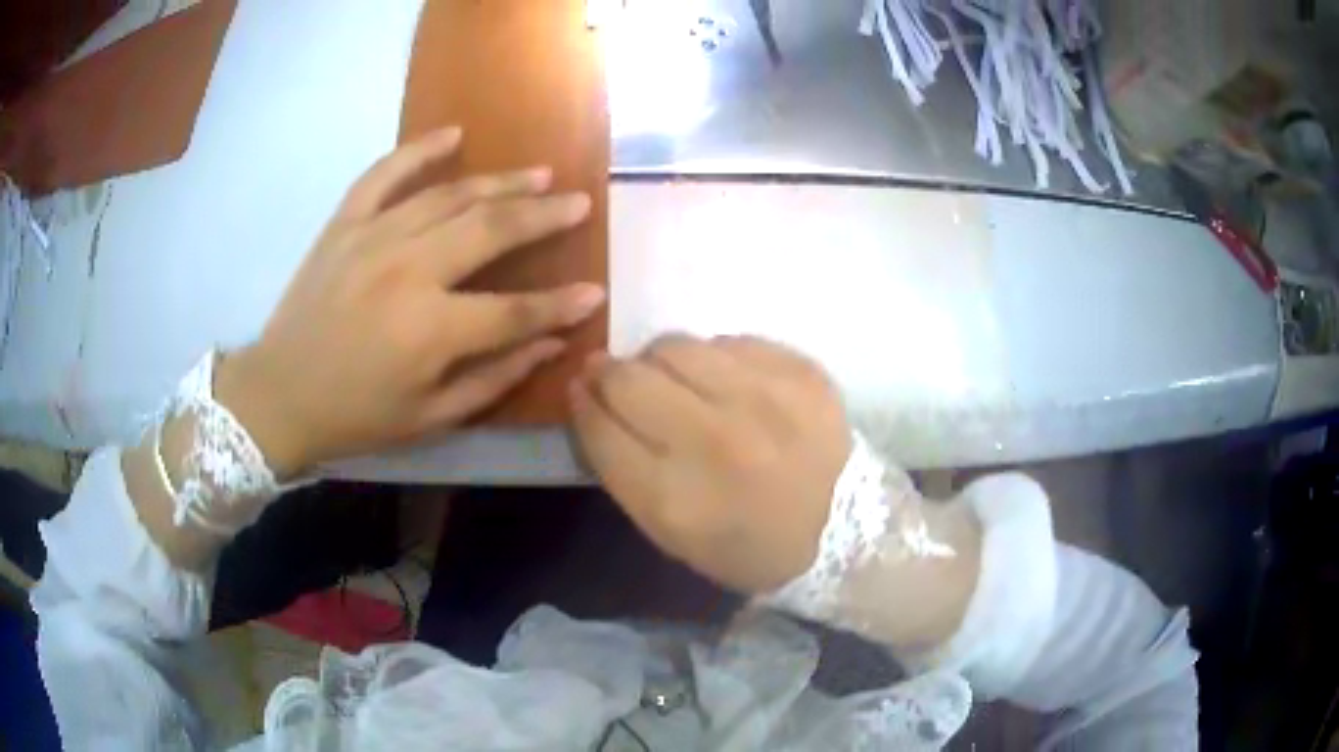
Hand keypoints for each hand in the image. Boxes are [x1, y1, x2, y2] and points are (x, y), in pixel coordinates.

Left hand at [214, 127, 604, 476]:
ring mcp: (372, 238)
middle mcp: (408, 271)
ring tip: (537, 173)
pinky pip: (383, 174)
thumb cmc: (357, 415)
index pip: (515, 310)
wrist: (280, 393)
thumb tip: (553, 342)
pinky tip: (453, 134)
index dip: (560, 303)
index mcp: (430, 330)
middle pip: (491, 230)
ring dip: (500, 181)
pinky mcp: (344, 224)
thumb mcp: (432, 417)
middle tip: (578, 201)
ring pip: (449, 195)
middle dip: (543, 215)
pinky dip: (418, 150)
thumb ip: (496, 377)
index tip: (594, 290)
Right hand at [570, 335, 851, 592]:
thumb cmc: (750, 548)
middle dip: (610, 373)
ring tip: (679, 381)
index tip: (583, 391)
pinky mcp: (801, 372)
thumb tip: (593, 400)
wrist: (848, 535)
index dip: (582, 402)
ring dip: (662, 361)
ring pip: (676, 345)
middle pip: (628, 378)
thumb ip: (624, 470)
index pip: (598, 425)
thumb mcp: (672, 536)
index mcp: (675, 499)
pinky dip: (718, 360)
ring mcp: (763, 399)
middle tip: (619, 378)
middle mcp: (714, 442)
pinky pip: (731, 341)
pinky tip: (732, 386)